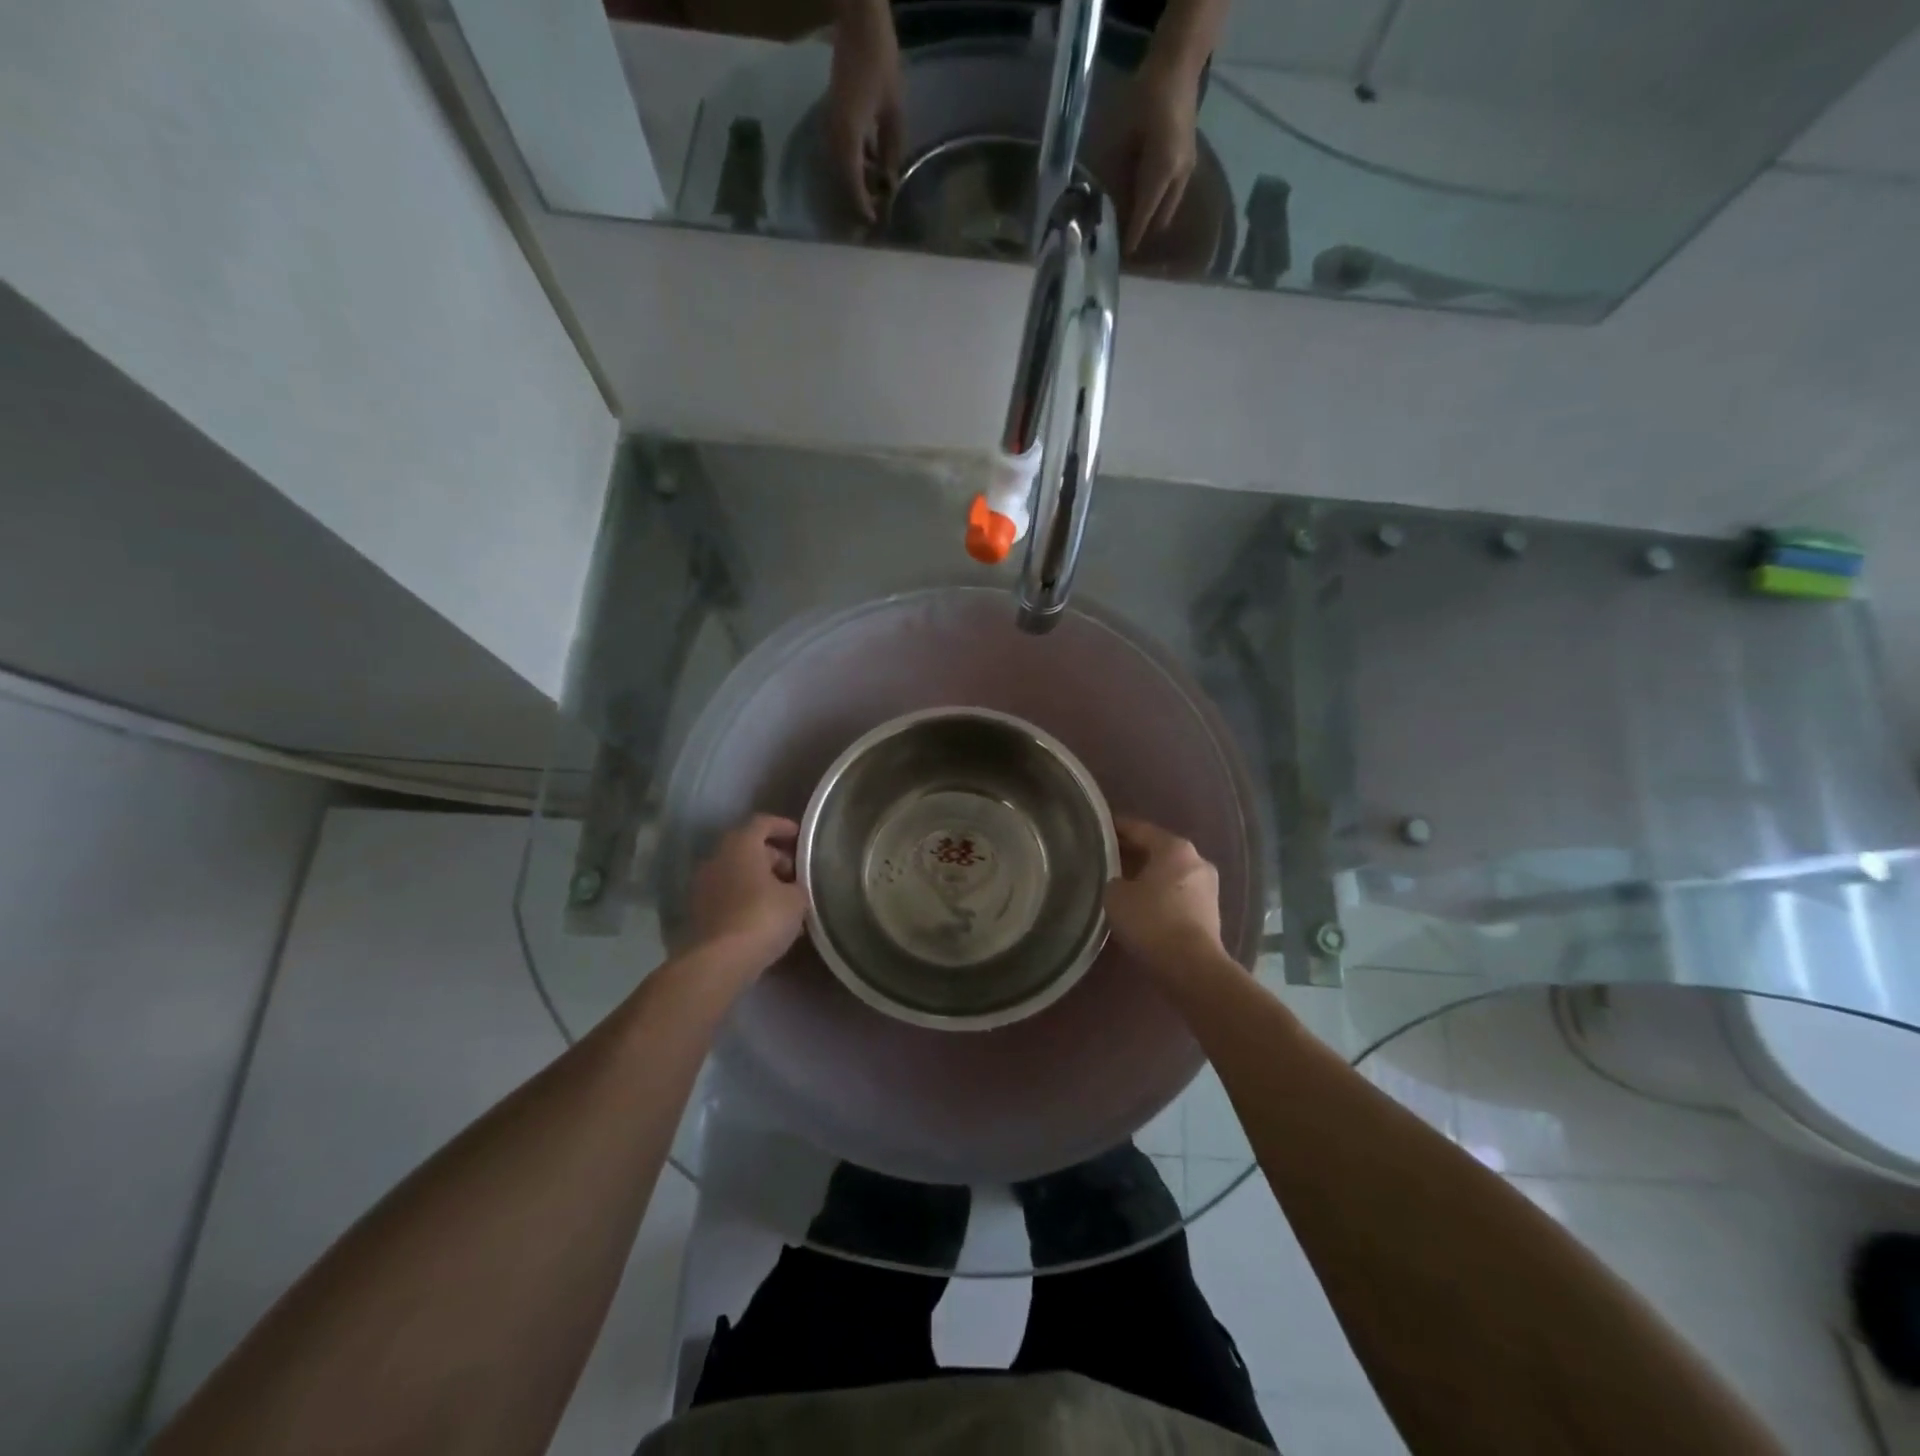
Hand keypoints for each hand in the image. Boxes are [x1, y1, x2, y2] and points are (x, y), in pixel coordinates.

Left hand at [687, 814, 808, 973]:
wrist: (720, 960)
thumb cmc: (763, 917)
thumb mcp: (796, 899)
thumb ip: (797, 885)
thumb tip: (793, 887)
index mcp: (741, 845)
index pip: (762, 823)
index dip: (782, 826)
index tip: (799, 836)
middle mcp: (717, 858)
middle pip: (748, 848)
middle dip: (773, 857)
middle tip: (795, 873)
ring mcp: (704, 885)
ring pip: (737, 873)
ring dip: (760, 880)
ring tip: (784, 899)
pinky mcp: (699, 911)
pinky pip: (729, 895)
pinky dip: (747, 898)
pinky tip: (766, 917)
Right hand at [825, 0, 904, 223]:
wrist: (859, 22)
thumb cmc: (881, 63)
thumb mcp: (893, 113)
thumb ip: (891, 151)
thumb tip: (889, 182)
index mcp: (848, 135)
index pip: (852, 182)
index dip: (862, 204)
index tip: (872, 222)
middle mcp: (834, 134)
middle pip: (843, 178)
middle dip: (858, 198)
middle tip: (874, 214)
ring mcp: (830, 124)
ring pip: (842, 165)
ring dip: (856, 181)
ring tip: (875, 194)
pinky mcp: (833, 116)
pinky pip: (842, 150)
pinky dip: (855, 163)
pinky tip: (871, 168)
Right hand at [1105, 817, 1224, 978]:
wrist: (1191, 966)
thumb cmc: (1151, 921)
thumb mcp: (1115, 896)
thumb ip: (1114, 880)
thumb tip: (1120, 882)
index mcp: (1175, 847)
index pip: (1139, 829)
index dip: (1116, 827)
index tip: (1098, 828)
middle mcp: (1196, 859)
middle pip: (1157, 849)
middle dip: (1133, 852)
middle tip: (1106, 857)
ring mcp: (1208, 886)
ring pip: (1169, 872)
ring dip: (1148, 875)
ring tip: (1121, 882)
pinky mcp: (1210, 911)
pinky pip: (1178, 893)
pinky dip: (1160, 893)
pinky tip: (1142, 904)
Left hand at [1117, 54, 1200, 255]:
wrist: (1178, 65)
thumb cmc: (1146, 98)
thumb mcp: (1124, 138)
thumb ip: (1119, 174)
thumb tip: (1110, 203)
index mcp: (1162, 172)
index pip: (1144, 214)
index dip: (1133, 235)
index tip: (1124, 254)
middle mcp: (1178, 176)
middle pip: (1161, 216)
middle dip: (1145, 231)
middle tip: (1127, 243)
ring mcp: (1187, 168)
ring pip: (1169, 206)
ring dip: (1154, 218)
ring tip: (1136, 228)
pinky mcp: (1189, 161)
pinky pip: (1173, 194)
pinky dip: (1160, 204)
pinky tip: (1147, 206)